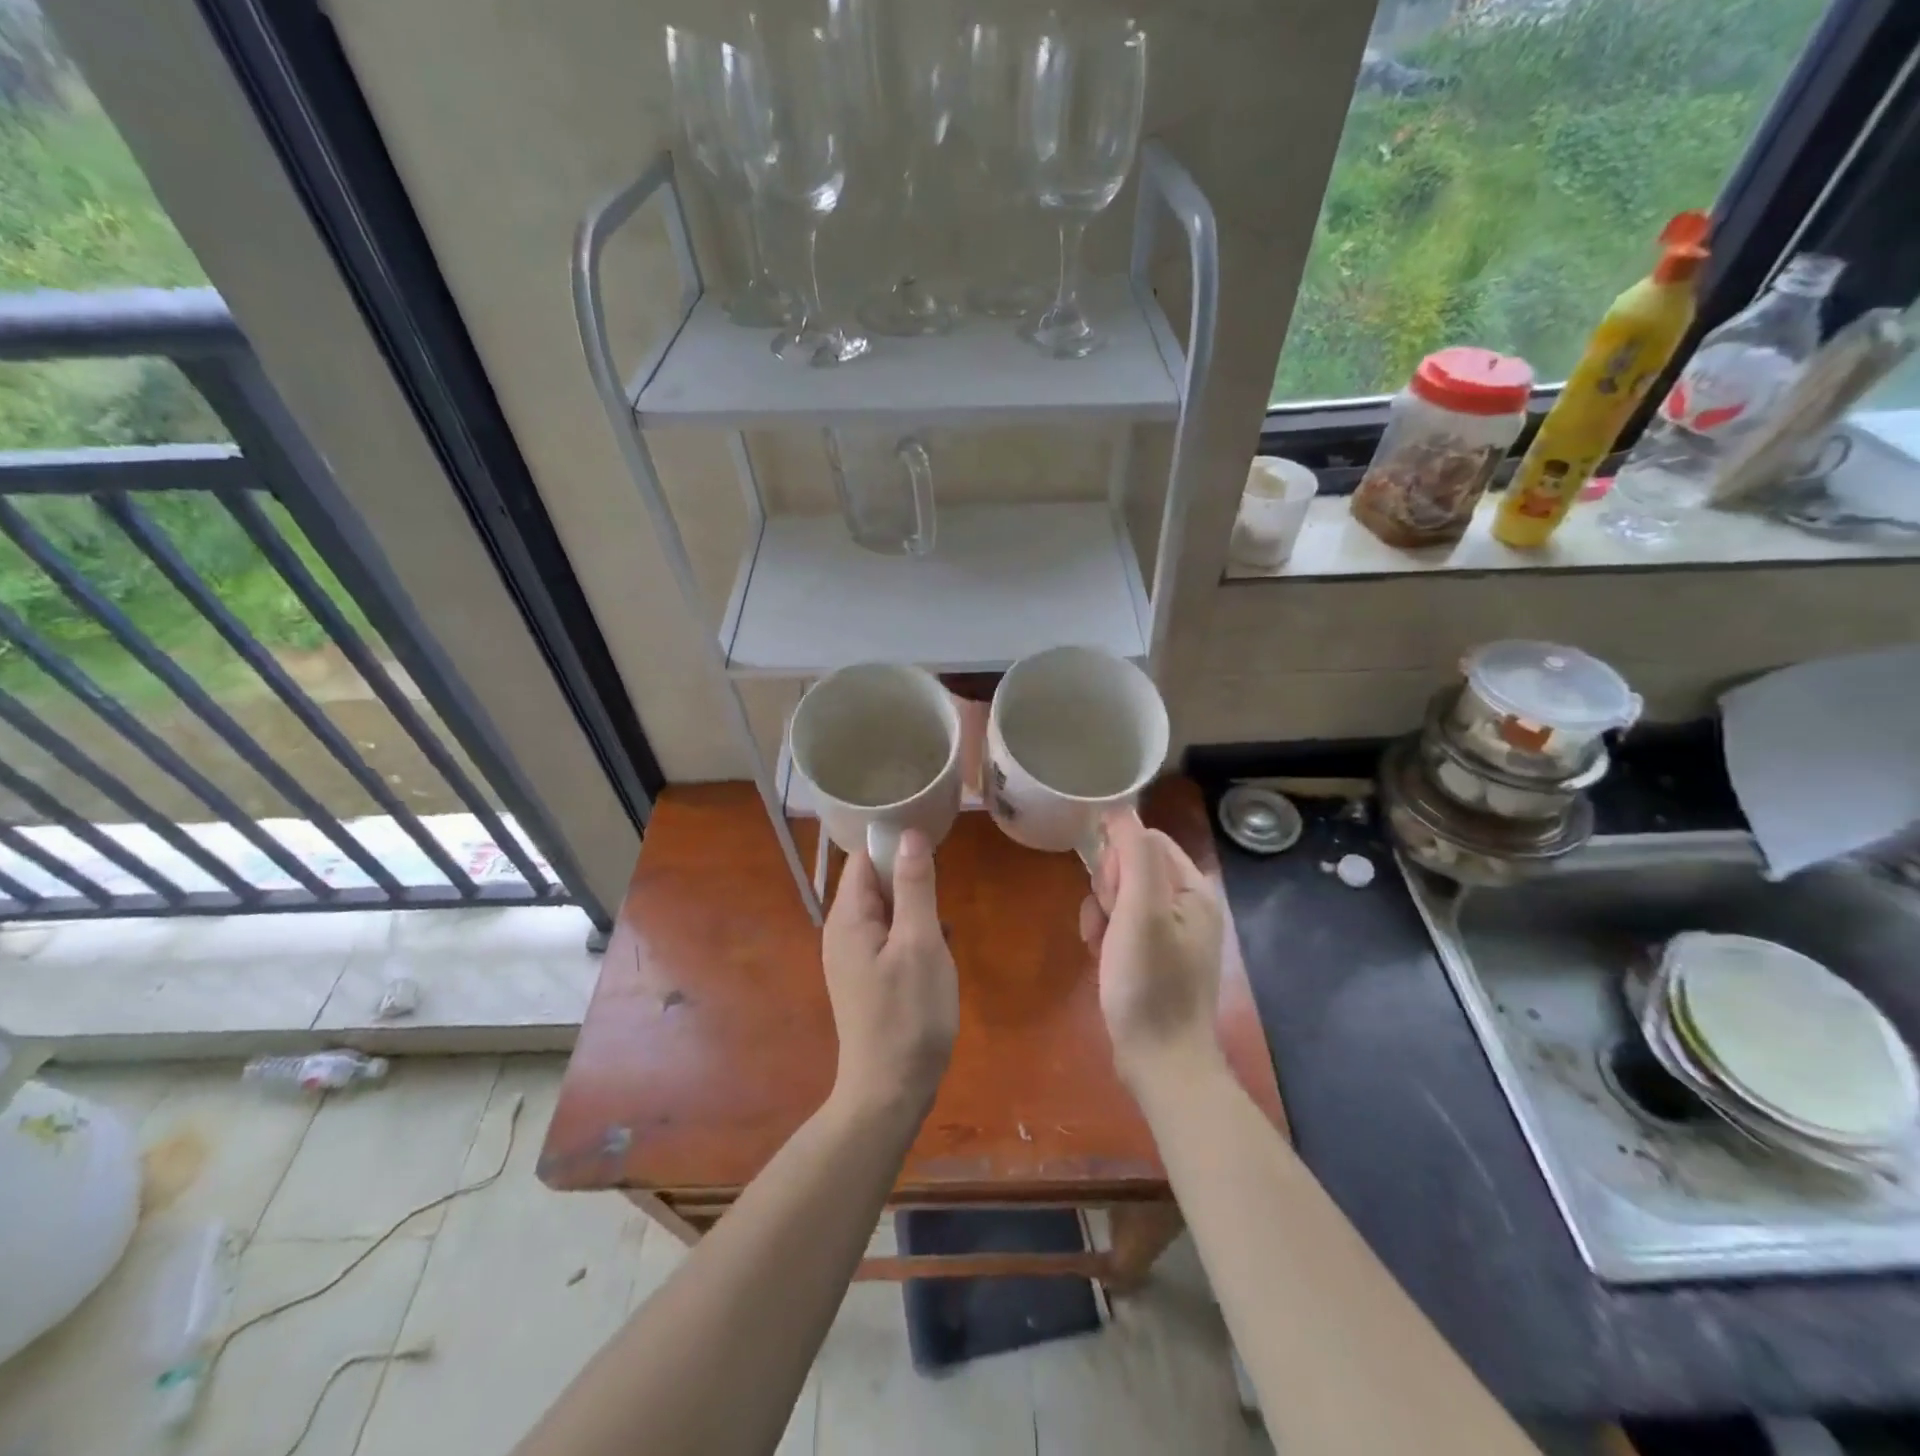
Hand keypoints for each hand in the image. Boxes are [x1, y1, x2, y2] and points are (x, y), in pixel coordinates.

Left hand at [822, 831, 957, 1120]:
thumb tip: (910, 834)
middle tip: (943, 893)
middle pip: (873, 882)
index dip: (895, 845)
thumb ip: (914, 886)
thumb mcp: (920, 943)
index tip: (933, 847)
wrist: (890, 1091)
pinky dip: (912, 934)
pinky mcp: (865, 978)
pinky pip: (888, 938)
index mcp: (848, 917)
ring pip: (885, 911)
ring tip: (943, 927)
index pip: (864, 858)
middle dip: (909, 880)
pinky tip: (937, 952)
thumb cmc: (908, 1014)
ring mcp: (852, 957)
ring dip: (915, 909)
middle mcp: (842, 931)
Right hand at [1079, 811, 1225, 1090]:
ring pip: (1120, 898)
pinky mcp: (1153, 959)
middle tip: (1109, 922)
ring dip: (1101, 914)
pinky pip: (1120, 927)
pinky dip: (1105, 936)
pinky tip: (1100, 958)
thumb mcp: (1140, 912)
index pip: (1149, 841)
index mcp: (1193, 891)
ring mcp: (1170, 935)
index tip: (1110, 891)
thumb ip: (1133, 855)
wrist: (1159, 1061)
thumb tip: (1120, 808)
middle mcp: (1187, 907)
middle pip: (1132, 868)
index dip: (1119, 856)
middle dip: (1108, 889)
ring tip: (1101, 945)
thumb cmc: (1150, 983)